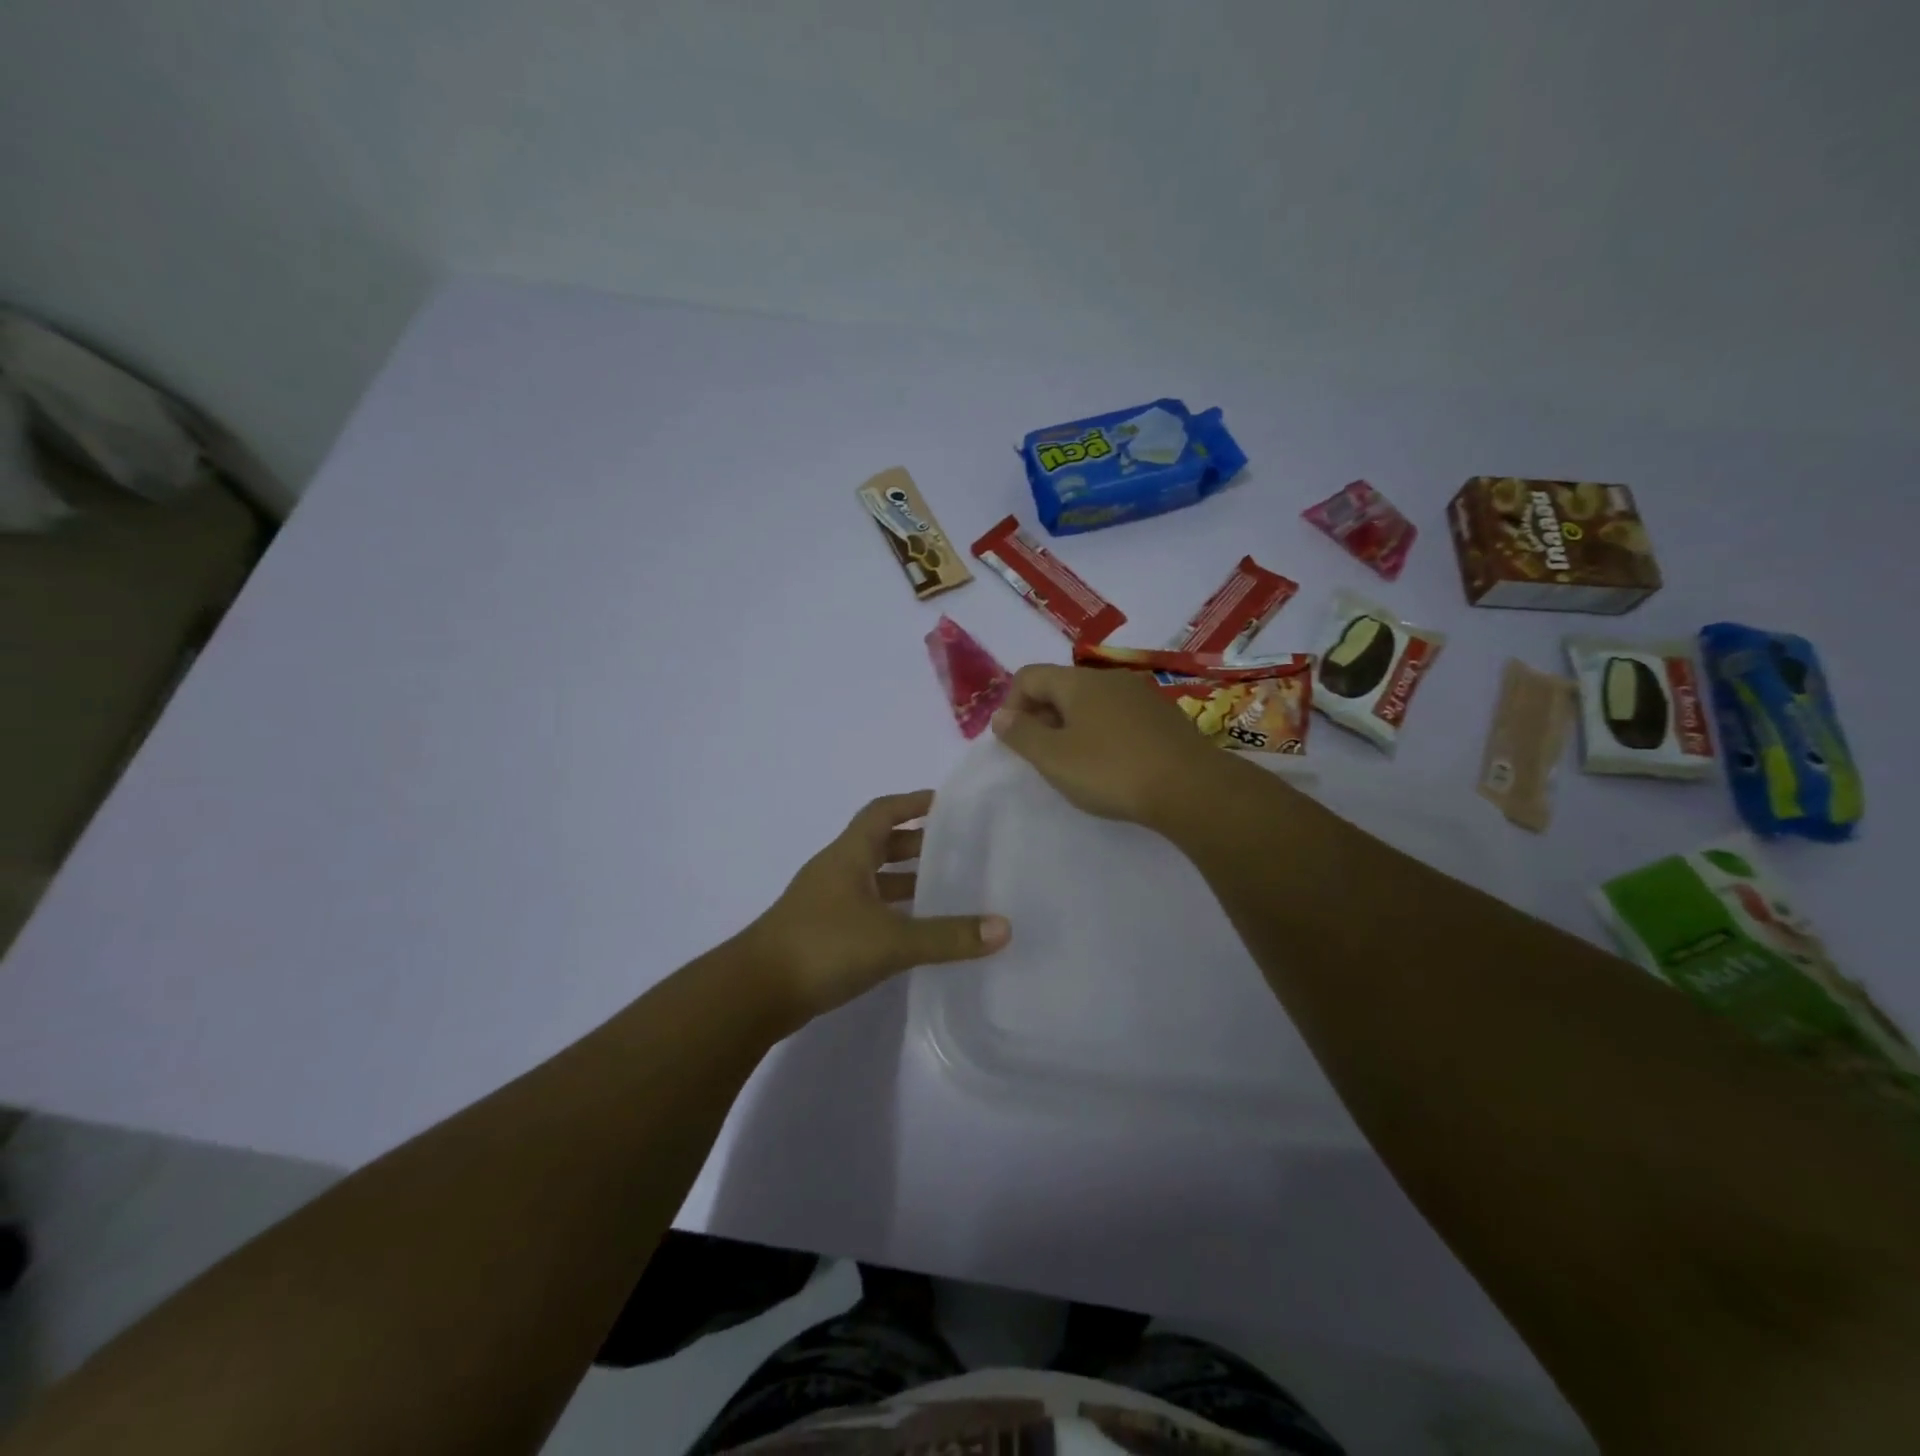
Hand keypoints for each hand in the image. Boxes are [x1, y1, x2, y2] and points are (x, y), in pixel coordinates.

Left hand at [745, 790, 1010, 1019]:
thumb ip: (948, 936)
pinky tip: (914, 931)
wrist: (754, 993)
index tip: (947, 803)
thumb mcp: (892, 940)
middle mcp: (836, 871)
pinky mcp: (822, 933)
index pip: (883, 811)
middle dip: (917, 844)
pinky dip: (892, 911)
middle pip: (880, 844)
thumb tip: (1003, 928)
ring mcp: (826, 903)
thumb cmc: (822, 947)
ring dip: (905, 880)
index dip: (913, 803)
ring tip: (946, 889)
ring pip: (873, 880)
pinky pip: (866, 909)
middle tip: (958, 849)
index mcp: (849, 855)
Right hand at [990, 664, 1225, 824]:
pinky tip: (1112, 764)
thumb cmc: (1111, 771)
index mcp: (1078, 682)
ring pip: (1092, 701)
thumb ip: (1021, 734)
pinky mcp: (1164, 716)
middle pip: (1061, 686)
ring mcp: (1141, 694)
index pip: (1029, 675)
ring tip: (1076, 763)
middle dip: (1043, 716)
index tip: (1016, 740)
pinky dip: (1103, 732)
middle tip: (1043, 756)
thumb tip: (1001, 715)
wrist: (1190, 788)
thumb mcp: (1053, 758)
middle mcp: (1109, 678)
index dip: (1012, 704)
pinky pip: (1119, 715)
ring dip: (1073, 726)